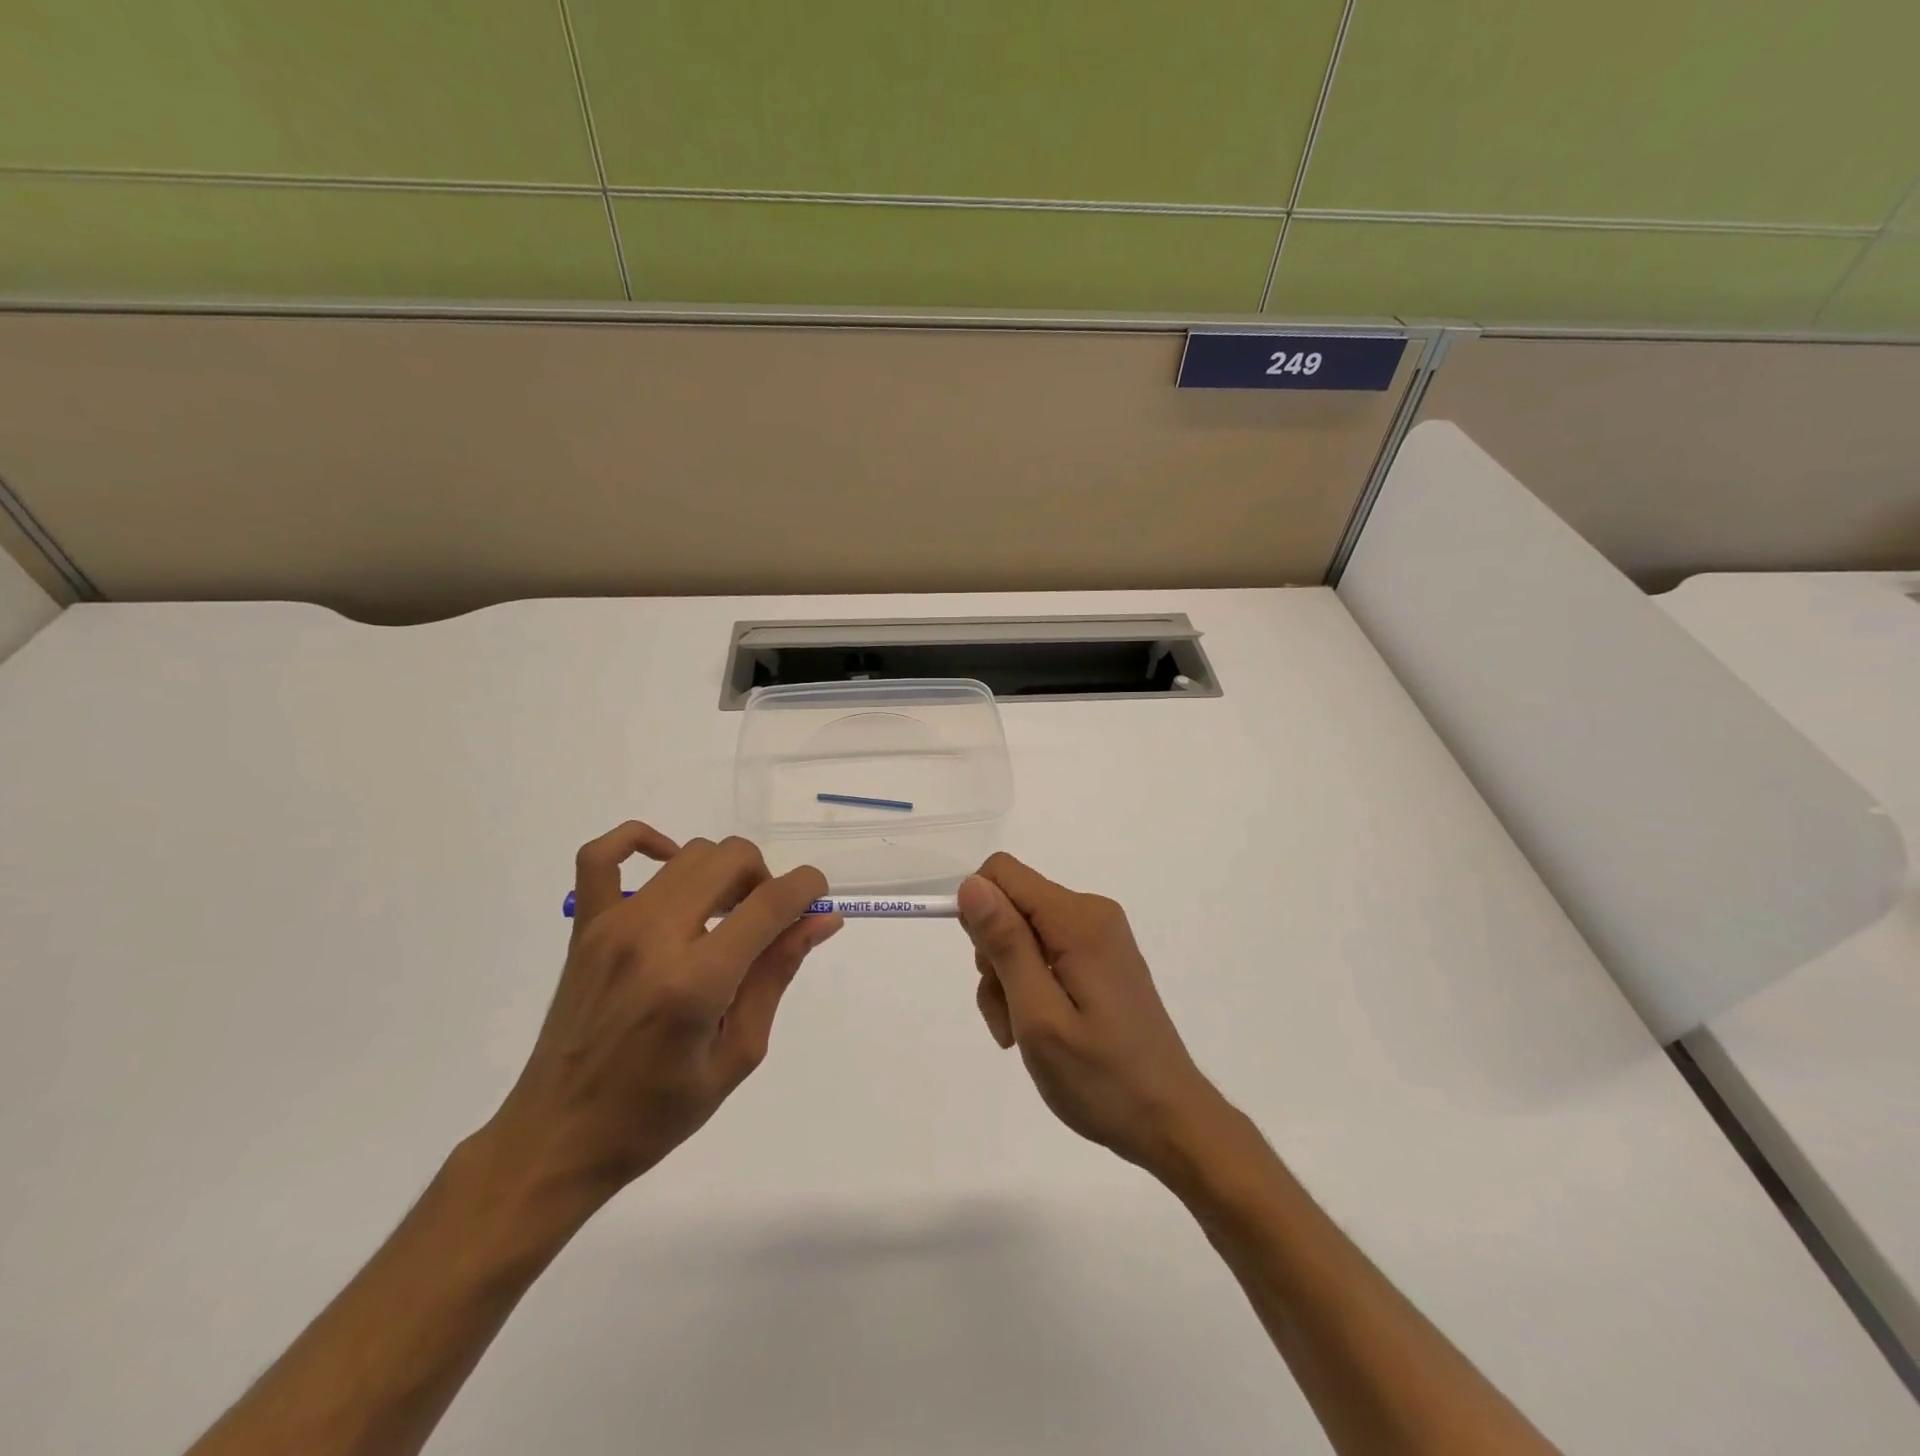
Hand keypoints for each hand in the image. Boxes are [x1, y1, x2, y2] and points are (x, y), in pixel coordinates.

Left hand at [488, 822, 839, 1198]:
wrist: (557, 1138)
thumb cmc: (656, 1113)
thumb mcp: (737, 1055)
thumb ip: (777, 975)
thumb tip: (822, 920)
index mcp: (697, 981)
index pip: (770, 902)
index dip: (808, 888)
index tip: (818, 900)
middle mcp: (654, 937)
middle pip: (732, 859)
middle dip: (766, 879)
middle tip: (765, 925)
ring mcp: (613, 925)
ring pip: (690, 853)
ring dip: (723, 872)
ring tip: (723, 915)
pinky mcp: (585, 926)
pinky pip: (602, 854)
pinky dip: (641, 841)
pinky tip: (667, 865)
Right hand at [959, 853, 1227, 1179]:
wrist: (1170, 1121)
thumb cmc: (1102, 1078)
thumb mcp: (1039, 1015)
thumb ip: (1006, 944)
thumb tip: (971, 884)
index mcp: (1078, 920)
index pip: (1002, 873)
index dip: (978, 913)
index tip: (986, 970)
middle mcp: (1091, 913)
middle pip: (1012, 905)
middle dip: (993, 956)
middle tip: (1007, 1014)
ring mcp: (1100, 936)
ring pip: (1023, 932)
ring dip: (1008, 979)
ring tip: (1020, 1034)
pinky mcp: (1101, 958)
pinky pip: (1046, 951)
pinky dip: (1029, 985)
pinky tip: (1037, 1030)